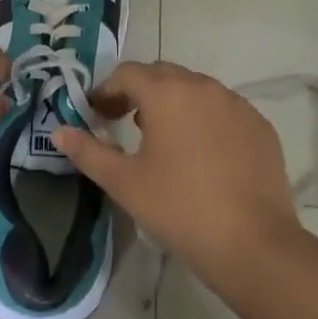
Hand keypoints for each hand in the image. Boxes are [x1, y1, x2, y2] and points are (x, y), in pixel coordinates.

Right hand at [51, 61, 303, 284]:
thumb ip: (88, 152)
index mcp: (167, 92)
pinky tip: (201, 154)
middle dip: (138, 92)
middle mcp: (202, 86)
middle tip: (123, 122)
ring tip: (162, 139)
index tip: (97, 115)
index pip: (127, 73)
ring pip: (195, 89)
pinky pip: (223, 109)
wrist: (253, 245)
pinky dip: (204, 119)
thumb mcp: (124, 183)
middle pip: (162, 75)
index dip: (107, 90)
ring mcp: (236, 103)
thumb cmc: (180, 209)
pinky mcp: (259, 125)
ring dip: (173, 103)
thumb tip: (58, 131)